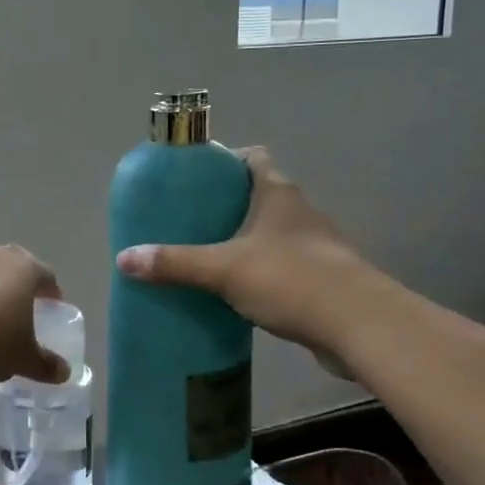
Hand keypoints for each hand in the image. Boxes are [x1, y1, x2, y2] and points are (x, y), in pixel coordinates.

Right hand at [116, 148, 361, 358]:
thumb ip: (175, 263)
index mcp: (278, 193)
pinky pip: (281, 266)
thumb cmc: (291, 279)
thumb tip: (124, 259)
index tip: (195, 178)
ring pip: (271, 233)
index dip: (224, 161)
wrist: (360, 327)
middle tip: (188, 221)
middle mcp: (299, 212)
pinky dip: (259, 272)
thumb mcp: (223, 269)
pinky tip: (235, 292)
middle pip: (259, 195)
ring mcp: (315, 247)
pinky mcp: (322, 280)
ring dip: (243, 241)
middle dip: (225, 205)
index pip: (252, 158)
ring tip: (205, 256)